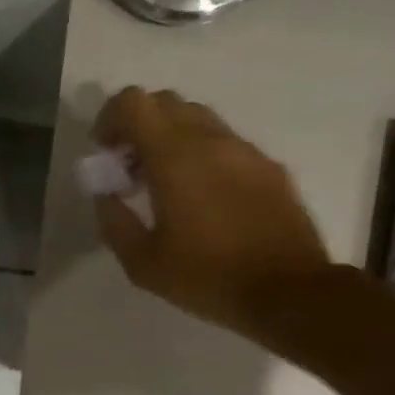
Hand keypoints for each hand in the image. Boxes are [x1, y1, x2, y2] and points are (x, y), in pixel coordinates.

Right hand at [91, 87, 329, 338]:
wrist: (289, 292)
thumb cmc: (209, 278)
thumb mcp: (144, 264)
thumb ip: (115, 222)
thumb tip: (105, 194)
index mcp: (175, 156)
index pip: (134, 102)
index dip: (110, 119)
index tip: (106, 154)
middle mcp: (211, 140)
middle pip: (166, 103)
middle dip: (140, 127)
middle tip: (132, 169)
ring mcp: (246, 150)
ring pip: (199, 120)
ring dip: (173, 140)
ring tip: (168, 186)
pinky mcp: (270, 168)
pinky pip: (227, 145)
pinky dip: (205, 156)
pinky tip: (207, 201)